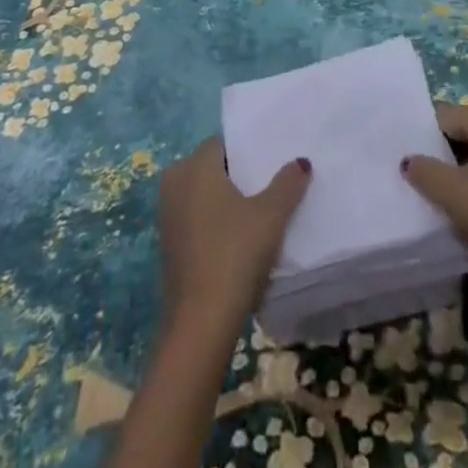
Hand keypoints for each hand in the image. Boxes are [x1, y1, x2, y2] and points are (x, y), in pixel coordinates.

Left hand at [159, 138, 310, 336]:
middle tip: (268, 186)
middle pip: (211, 168)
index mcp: (194, 166)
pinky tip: (237, 239)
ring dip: (225, 200)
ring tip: (258, 212)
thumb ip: (288, 183)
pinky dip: (213, 222)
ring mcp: (167, 215)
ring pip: (202, 194)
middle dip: (237, 175)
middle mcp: (174, 182)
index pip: (223, 144)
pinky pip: (195, 218)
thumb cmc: (235, 254)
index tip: (270, 163)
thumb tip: (300, 162)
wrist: (199, 323)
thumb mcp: (271, 215)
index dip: (247, 151)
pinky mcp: (167, 244)